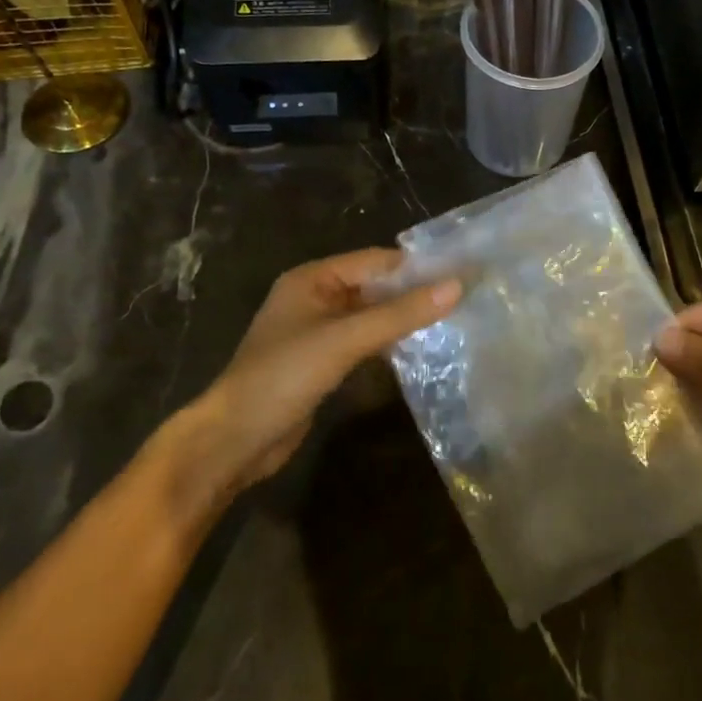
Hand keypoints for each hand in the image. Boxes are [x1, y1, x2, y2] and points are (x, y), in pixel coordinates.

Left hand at [168, 249, 459, 499]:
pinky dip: (390, 343)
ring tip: (454, 322)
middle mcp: (316, 297)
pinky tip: (422, 350)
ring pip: (372, 316)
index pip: (376, 261)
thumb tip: (457, 285)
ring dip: (404, 319)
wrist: (235, 439)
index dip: (418, 267)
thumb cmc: (284, 376)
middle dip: (414, 293)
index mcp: (313, 278)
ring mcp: (318, 332)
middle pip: (375, 287)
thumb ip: (400, 313)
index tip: (464, 274)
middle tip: (465, 299)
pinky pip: (364, 342)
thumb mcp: (345, 339)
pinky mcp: (323, 362)